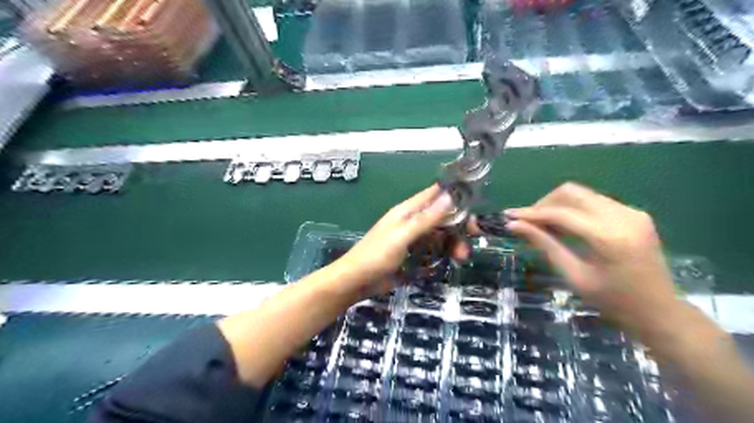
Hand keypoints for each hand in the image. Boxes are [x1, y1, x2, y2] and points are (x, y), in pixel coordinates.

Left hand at [335, 183, 465, 294]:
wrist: (357, 281)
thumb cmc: (376, 256)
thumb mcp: (402, 236)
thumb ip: (426, 219)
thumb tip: (450, 197)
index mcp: (407, 211)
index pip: (434, 195)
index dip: (454, 195)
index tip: (476, 201)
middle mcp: (412, 221)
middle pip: (442, 217)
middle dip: (459, 226)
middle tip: (474, 239)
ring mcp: (414, 239)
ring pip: (441, 235)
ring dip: (453, 243)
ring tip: (461, 258)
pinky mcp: (414, 255)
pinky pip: (434, 249)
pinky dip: (444, 253)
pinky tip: (451, 262)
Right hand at [480, 182, 680, 336]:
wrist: (660, 312)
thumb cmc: (613, 301)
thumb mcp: (574, 275)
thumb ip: (545, 245)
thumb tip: (515, 226)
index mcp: (608, 237)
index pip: (560, 213)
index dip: (531, 213)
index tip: (509, 216)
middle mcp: (622, 216)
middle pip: (571, 192)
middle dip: (544, 204)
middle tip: (528, 223)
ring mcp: (632, 212)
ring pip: (582, 194)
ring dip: (558, 205)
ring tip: (544, 226)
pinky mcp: (634, 214)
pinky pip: (595, 202)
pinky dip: (574, 210)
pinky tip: (566, 227)